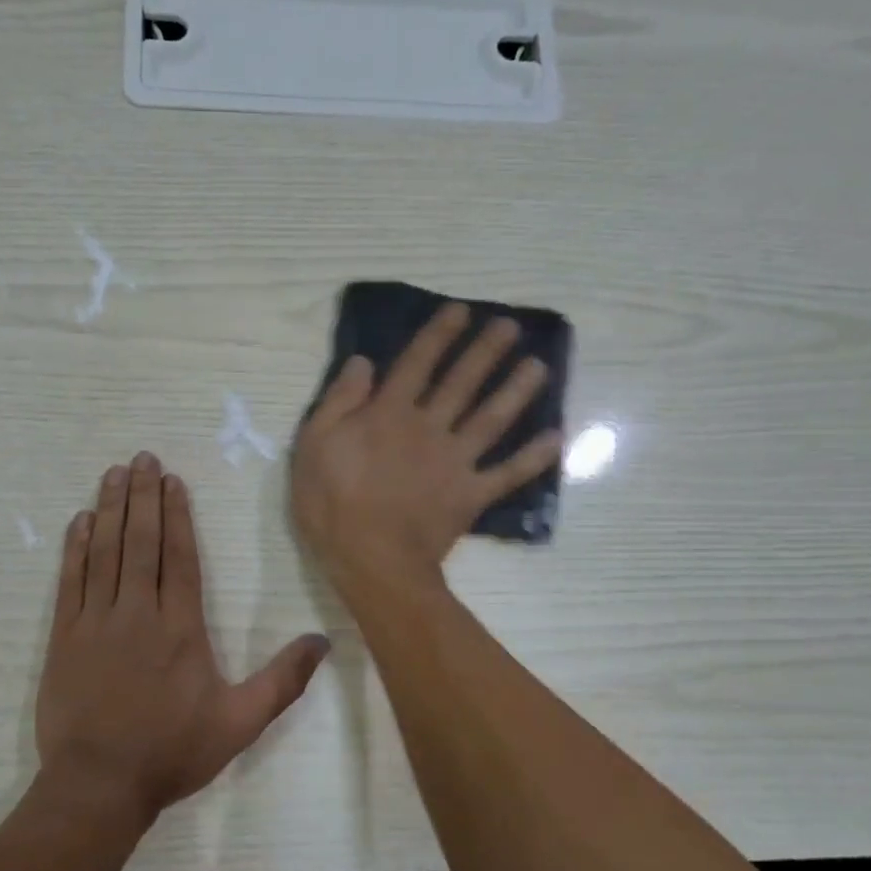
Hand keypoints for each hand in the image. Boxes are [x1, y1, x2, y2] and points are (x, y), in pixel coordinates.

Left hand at [35, 452, 330, 824]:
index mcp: (181, 628)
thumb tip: (323, 642)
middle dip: (143, 497)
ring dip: (111, 510)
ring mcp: (96, 623)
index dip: (176, 514)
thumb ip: (282, 681)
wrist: (99, 785)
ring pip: (104, 553)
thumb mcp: (240, 723)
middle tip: (141, 458)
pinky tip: (80, 521)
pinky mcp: (64, 638)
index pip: (179, 557)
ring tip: (114, 474)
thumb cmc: (172, 752)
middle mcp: (138, 613)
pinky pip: (71, 581)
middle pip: (141, 542)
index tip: (172, 480)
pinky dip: (75, 548)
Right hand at [291, 303, 562, 596]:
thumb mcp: (313, 445)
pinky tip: (556, 439)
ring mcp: (455, 461)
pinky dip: (533, 458)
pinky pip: (507, 473)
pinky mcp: (470, 494)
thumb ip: (339, 401)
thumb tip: (363, 362)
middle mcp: (429, 427)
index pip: (417, 364)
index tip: (461, 311)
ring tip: (539, 366)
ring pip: (491, 418)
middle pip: (462, 382)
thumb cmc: (331, 504)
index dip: (439, 335)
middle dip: (486, 351)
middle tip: (511, 326)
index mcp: (389, 414)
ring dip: (516, 390)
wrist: (370, 559)